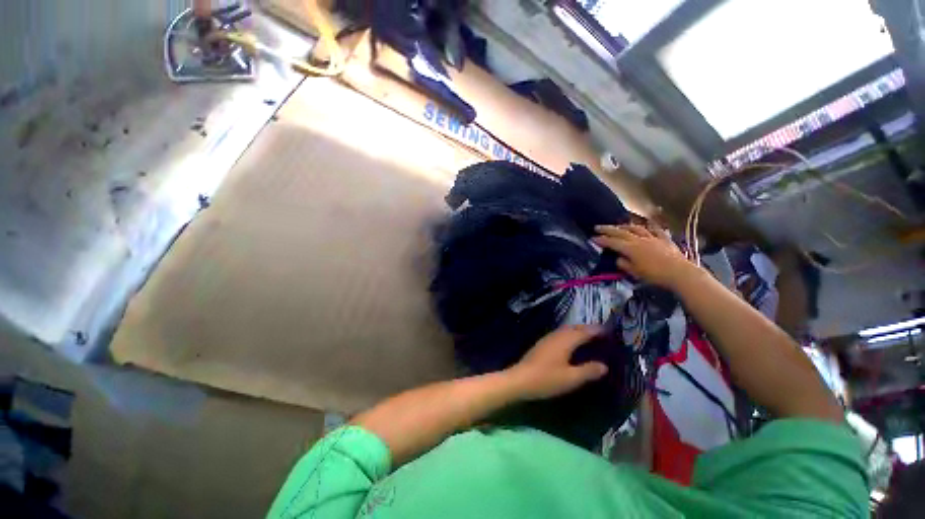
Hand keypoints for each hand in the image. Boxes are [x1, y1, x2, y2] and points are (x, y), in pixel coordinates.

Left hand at [506, 326, 607, 400]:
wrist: (520, 379)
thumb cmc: (547, 379)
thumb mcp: (571, 378)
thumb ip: (588, 371)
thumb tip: (604, 366)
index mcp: (565, 341)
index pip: (584, 332)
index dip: (596, 330)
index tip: (609, 331)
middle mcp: (556, 336)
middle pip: (574, 328)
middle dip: (587, 328)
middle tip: (600, 332)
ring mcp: (547, 339)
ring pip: (565, 330)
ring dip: (577, 330)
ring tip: (587, 336)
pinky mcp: (541, 344)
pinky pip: (559, 334)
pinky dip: (568, 335)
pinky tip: (569, 343)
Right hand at [592, 224, 695, 288]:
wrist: (680, 273)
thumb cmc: (655, 275)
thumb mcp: (635, 272)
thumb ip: (623, 264)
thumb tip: (618, 258)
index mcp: (630, 248)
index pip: (612, 242)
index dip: (601, 240)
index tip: (592, 238)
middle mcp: (639, 240)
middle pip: (621, 232)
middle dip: (608, 229)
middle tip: (597, 227)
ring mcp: (653, 238)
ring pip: (636, 229)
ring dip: (625, 226)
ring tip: (618, 226)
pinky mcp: (664, 240)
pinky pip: (655, 230)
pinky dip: (649, 227)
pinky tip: (646, 225)